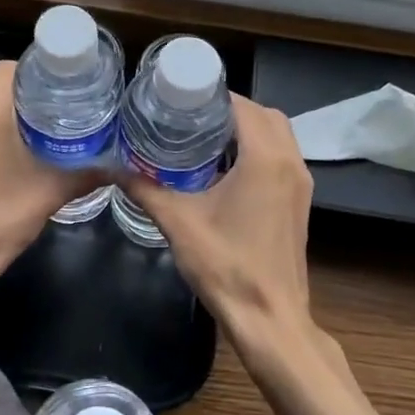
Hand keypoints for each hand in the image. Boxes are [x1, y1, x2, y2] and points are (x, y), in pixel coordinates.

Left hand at [0, 61, 100, 300]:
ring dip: (7, 120)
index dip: (37, 72)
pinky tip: (9, 159)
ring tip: (39, 136)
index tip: (62, 87)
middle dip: (27, 99)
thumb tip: (118, 164)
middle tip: (59, 113)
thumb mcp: (51, 194)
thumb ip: (86, 173)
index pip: (11, 68)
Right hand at [124, 95, 323, 370]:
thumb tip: (113, 167)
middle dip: (230, 109)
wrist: (270, 318)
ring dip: (246, 129)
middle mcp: (291, 163)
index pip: (243, 106)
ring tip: (203, 136)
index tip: (181, 96)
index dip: (213, 95)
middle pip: (265, 115)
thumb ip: (144, 189)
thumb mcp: (178, 223)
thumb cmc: (226, 266)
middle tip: (190, 116)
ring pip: (278, 136)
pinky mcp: (299, 202)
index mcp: (265, 159)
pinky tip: (223, 168)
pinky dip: (257, 150)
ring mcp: (300, 184)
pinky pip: (281, 158)